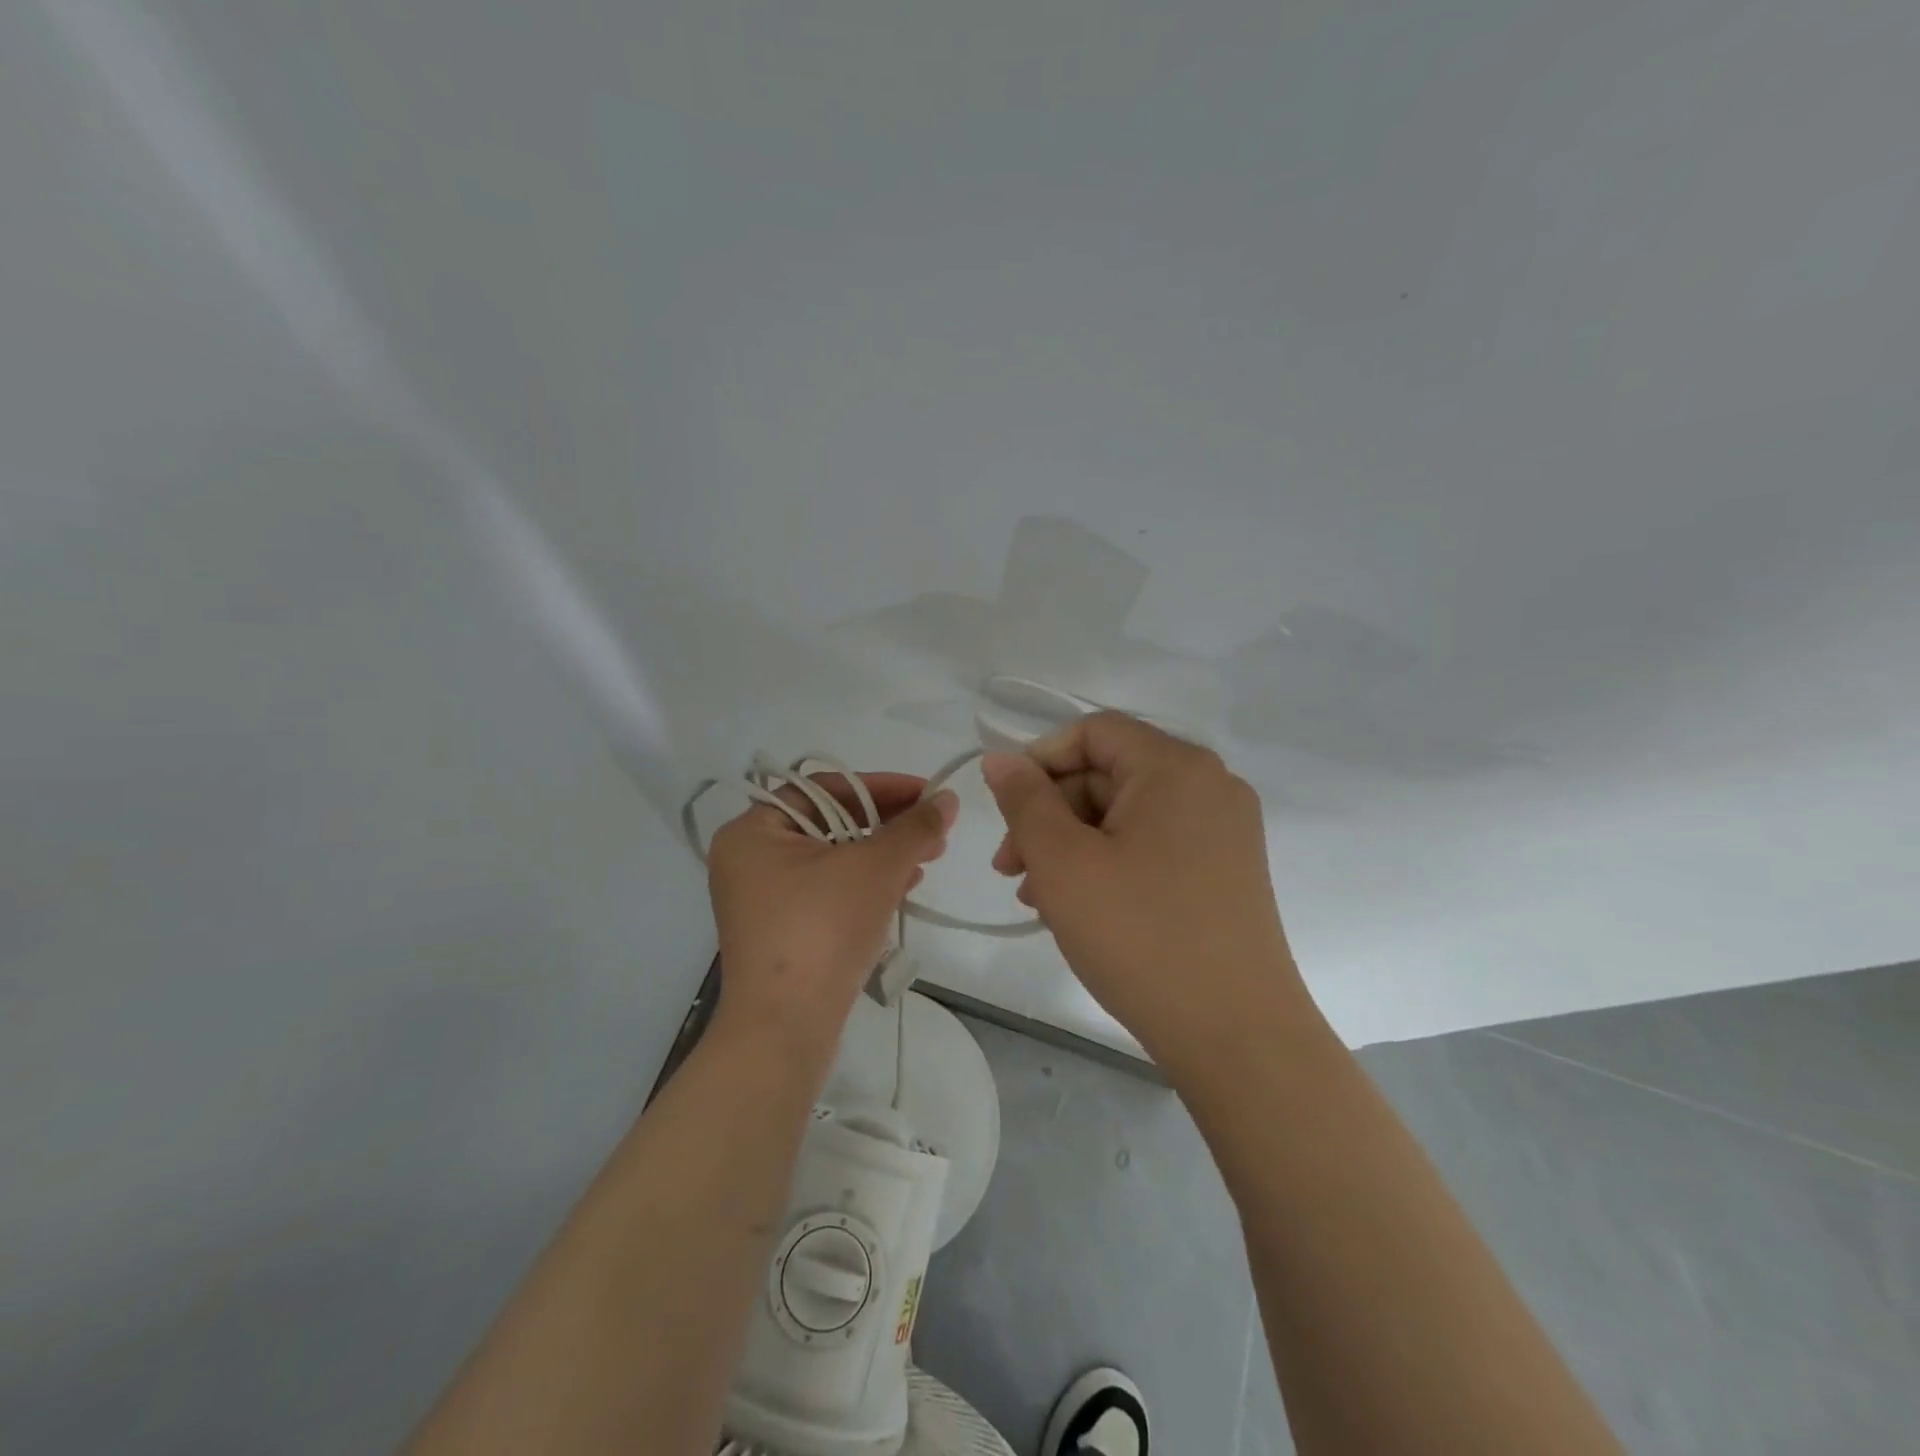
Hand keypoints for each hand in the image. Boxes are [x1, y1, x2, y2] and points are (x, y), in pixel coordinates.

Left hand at [706, 772, 958, 1060]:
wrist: (785, 1029)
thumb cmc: (822, 930)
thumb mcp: (875, 868)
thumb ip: (914, 827)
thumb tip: (947, 799)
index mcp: (754, 831)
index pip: (824, 788)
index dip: (881, 786)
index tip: (926, 793)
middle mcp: (750, 858)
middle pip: (829, 821)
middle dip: (887, 823)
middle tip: (933, 828)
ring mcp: (762, 898)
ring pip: (833, 858)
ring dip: (882, 853)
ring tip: (928, 856)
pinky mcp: (780, 930)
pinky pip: (827, 889)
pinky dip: (864, 883)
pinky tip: (903, 885)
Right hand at [982, 713, 1309, 1067]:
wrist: (1238, 1036)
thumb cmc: (1141, 936)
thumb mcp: (1063, 862)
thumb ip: (1024, 800)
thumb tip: (1001, 760)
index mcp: (1176, 767)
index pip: (1093, 733)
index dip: (1040, 761)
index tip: (1006, 810)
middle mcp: (1209, 786)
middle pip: (1109, 774)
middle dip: (1051, 814)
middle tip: (1011, 869)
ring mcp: (1224, 831)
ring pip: (1127, 815)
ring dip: (1073, 845)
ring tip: (1035, 897)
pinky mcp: (1227, 871)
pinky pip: (1153, 846)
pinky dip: (1109, 864)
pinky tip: (1079, 909)